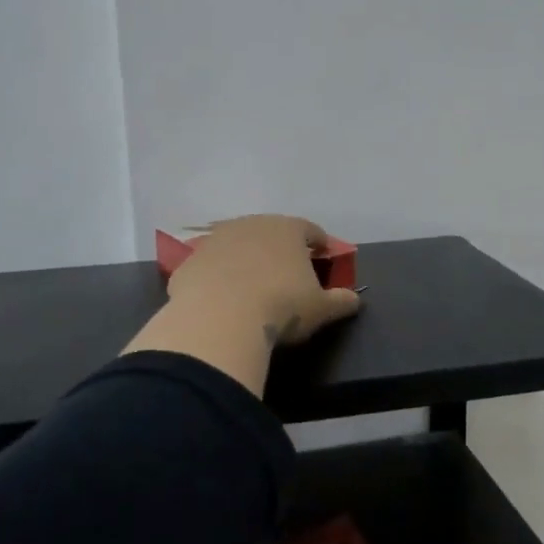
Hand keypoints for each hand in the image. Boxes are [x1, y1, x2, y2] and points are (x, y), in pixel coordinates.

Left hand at [167, 214, 359, 345]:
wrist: (219, 319)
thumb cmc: (281, 306)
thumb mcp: (320, 309)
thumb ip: (340, 301)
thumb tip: (354, 300)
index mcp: (288, 229)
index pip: (310, 230)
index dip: (320, 243)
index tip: (324, 257)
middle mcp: (252, 225)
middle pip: (271, 233)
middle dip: (280, 249)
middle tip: (288, 272)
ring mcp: (216, 240)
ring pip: (238, 246)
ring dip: (246, 260)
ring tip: (252, 286)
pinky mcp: (190, 261)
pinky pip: (211, 267)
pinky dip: (218, 278)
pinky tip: (222, 300)